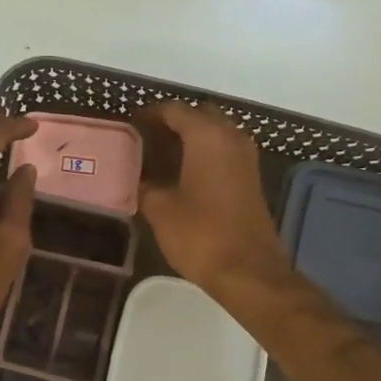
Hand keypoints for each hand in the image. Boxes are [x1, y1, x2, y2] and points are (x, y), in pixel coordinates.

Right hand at [135, 101, 292, 299]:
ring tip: (161, 156)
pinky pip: (224, 151)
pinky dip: (204, 154)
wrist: (248, 270)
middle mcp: (230, 136)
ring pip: (214, 132)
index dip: (150, 115)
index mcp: (207, 136)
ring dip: (191, 138)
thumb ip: (145, 185)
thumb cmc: (200, 235)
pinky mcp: (250, 177)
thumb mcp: (160, 209)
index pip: (174, 110)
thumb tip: (139, 178)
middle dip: (173, 123)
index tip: (130, 125)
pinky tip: (182, 174)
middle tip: (146, 139)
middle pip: (199, 115)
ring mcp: (245, 157)